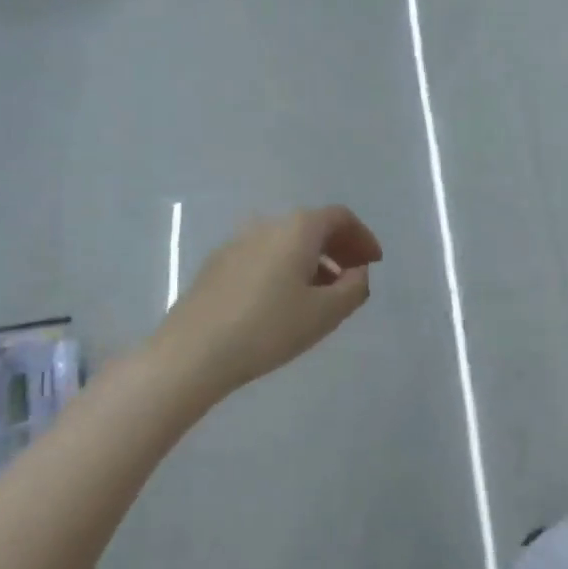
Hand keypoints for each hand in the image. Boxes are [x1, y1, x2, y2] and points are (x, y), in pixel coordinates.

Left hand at [154, 206, 382, 394]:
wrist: (193, 351)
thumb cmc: (269, 328)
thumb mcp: (325, 313)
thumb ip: (354, 288)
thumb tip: (358, 271)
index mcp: (297, 228)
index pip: (340, 217)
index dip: (363, 237)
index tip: (374, 263)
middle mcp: (267, 224)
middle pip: (312, 226)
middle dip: (339, 248)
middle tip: (353, 277)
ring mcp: (237, 242)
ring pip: (286, 242)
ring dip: (311, 260)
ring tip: (321, 295)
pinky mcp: (217, 264)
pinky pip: (263, 256)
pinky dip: (285, 268)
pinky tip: (283, 302)